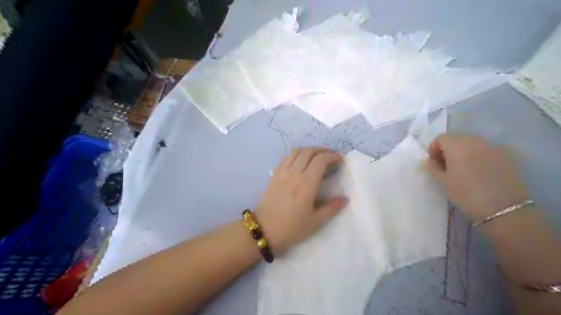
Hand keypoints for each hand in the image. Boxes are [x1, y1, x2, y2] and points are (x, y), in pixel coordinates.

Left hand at [256, 148, 349, 255]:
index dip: (332, 156)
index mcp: (307, 184)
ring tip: (315, 155)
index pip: (321, 161)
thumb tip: (345, 198)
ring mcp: (282, 173)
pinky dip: (295, 155)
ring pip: (296, 152)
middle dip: (321, 150)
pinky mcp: (274, 175)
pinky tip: (299, 161)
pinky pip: (285, 158)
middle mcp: (294, 173)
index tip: (339, 158)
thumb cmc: (292, 228)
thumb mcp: (315, 222)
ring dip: (308, 149)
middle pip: (308, 152)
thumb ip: (332, 208)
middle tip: (329, 155)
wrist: (264, 230)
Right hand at [428, 134, 529, 219]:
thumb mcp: (442, 181)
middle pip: (457, 138)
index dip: (434, 149)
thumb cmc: (466, 193)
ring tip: (464, 169)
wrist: (503, 208)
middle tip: (447, 166)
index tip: (434, 163)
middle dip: (449, 149)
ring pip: (473, 143)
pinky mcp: (507, 155)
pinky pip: (487, 150)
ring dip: (464, 152)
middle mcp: (475, 140)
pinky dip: (479, 156)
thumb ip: (433, 167)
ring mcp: (493, 146)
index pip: (441, 138)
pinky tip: (480, 172)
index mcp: (457, 145)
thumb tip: (430, 160)